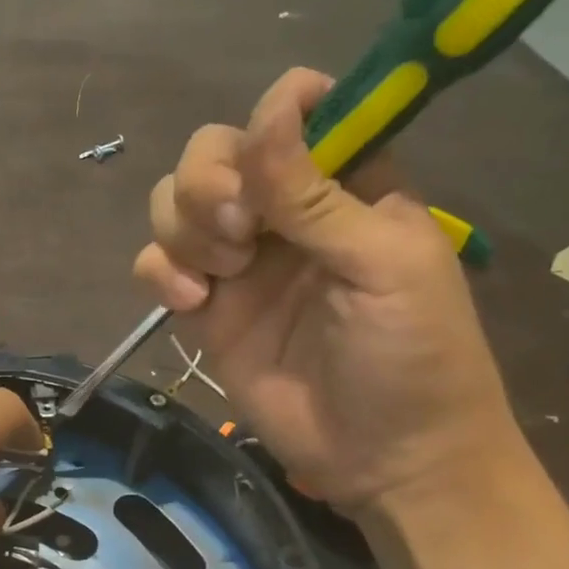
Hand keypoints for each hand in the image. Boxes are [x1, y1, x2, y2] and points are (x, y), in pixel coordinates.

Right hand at [133, 67, 523, 515]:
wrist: (383, 458)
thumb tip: (271, 110)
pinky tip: (189, 302)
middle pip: (213, 152)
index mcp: (345, 184)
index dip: (270, 120)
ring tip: (219, 276)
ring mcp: (239, 262)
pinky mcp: (205, 309)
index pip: (291, 113)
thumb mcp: (382, 267)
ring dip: (183, 229)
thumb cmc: (412, 357)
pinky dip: (158, 273)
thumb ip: (317, 196)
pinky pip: (156, 265)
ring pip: (175, 205)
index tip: (267, 164)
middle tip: (238, 234)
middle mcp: (283, 212)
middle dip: (209, 184)